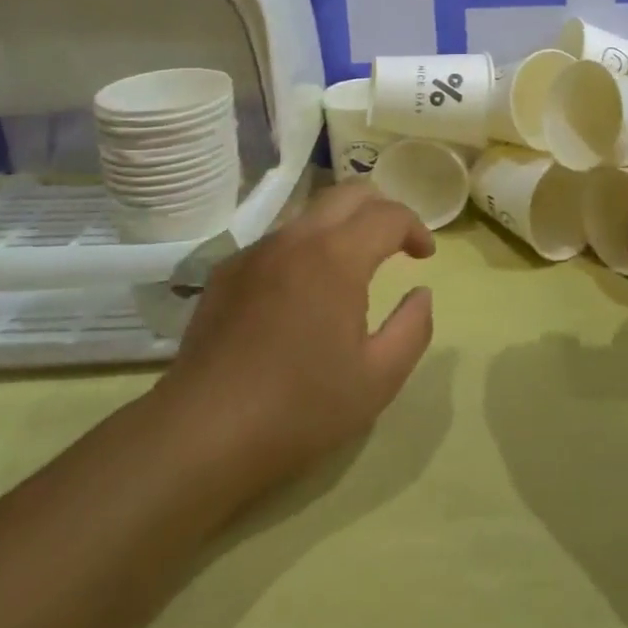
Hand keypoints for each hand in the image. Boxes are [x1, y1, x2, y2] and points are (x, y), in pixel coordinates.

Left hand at [151, 183, 436, 489]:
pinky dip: (304, 249)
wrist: (201, 434)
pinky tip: (301, 293)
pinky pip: (278, 241)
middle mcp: (297, 238)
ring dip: (341, 227)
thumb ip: (413, 328)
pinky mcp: (227, 272)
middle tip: (395, 243)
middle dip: (380, 209)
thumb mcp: (378, 379)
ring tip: (351, 267)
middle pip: (348, 194)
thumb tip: (421, 294)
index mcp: (337, 256)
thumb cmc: (299, 408)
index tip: (425, 256)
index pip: (388, 215)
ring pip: (310, 214)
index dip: (415, 228)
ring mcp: (256, 252)